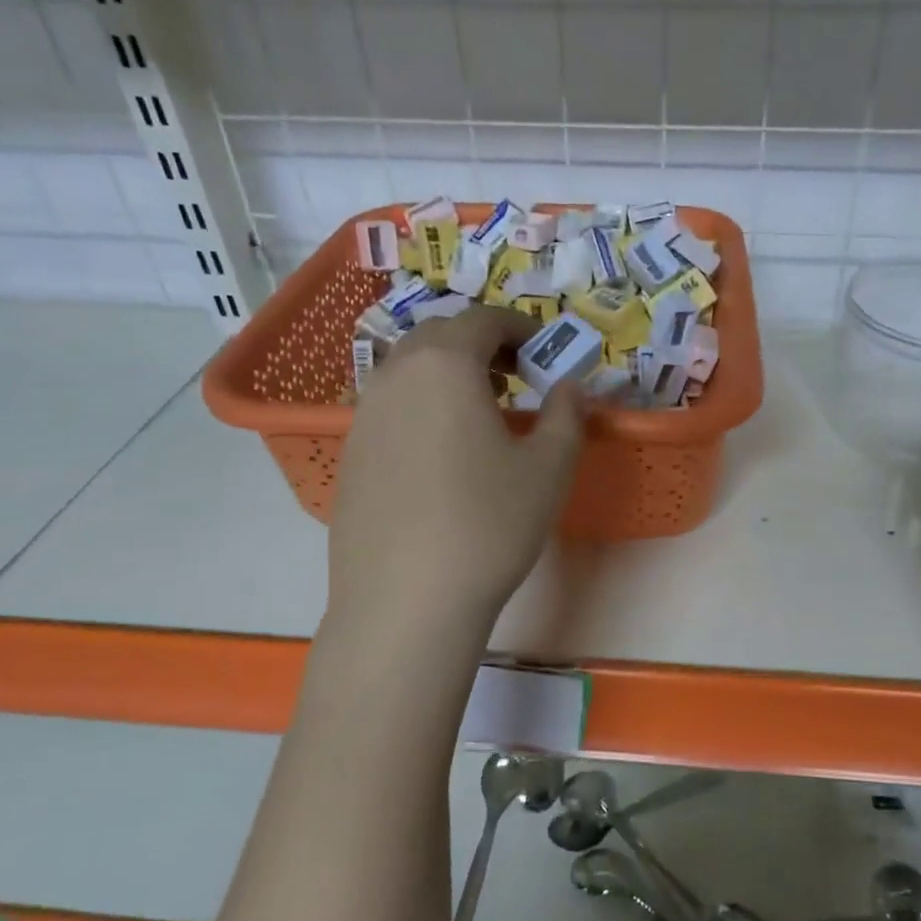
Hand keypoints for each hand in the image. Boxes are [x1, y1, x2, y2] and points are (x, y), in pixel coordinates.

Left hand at [329, 307, 584, 624]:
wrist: (407, 600)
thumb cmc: (489, 524)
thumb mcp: (549, 468)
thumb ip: (567, 415)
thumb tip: (571, 387)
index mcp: (445, 365)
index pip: (482, 319)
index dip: (519, 326)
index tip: (544, 349)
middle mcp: (395, 376)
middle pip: (438, 336)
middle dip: (480, 344)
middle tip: (514, 376)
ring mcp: (363, 416)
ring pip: (408, 371)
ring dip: (447, 374)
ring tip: (480, 413)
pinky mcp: (349, 456)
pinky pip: (389, 409)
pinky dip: (421, 407)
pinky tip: (442, 454)